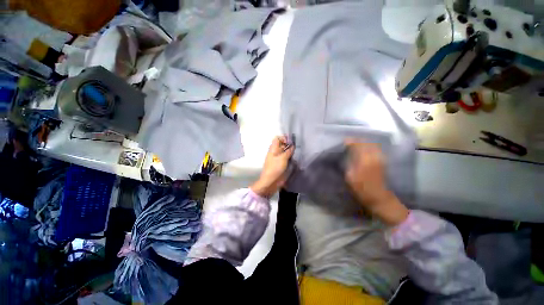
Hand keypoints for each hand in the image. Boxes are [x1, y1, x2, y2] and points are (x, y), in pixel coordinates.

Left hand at [251, 136, 294, 197]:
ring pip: (285, 152)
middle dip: (289, 145)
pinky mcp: (281, 165)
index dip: (284, 138)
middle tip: (297, 147)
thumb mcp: (282, 158)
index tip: (291, 141)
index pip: (277, 138)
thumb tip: (292, 146)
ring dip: (291, 152)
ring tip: (297, 153)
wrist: (270, 182)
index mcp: (273, 149)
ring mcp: (278, 159)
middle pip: (282, 145)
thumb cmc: (275, 168)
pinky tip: (296, 159)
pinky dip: (290, 157)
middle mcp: (275, 152)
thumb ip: (288, 151)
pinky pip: (286, 158)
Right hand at [345, 140, 408, 225]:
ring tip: (355, 145)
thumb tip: (347, 154)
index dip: (350, 141)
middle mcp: (374, 156)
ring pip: (372, 145)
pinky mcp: (382, 162)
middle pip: (366, 143)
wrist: (379, 197)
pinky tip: (363, 150)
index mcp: (365, 159)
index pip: (358, 145)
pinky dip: (368, 147)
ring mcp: (380, 158)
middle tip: (349, 142)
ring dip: (363, 143)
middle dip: (357, 140)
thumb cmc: (362, 188)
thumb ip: (349, 163)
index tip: (344, 141)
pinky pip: (375, 149)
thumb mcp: (350, 176)